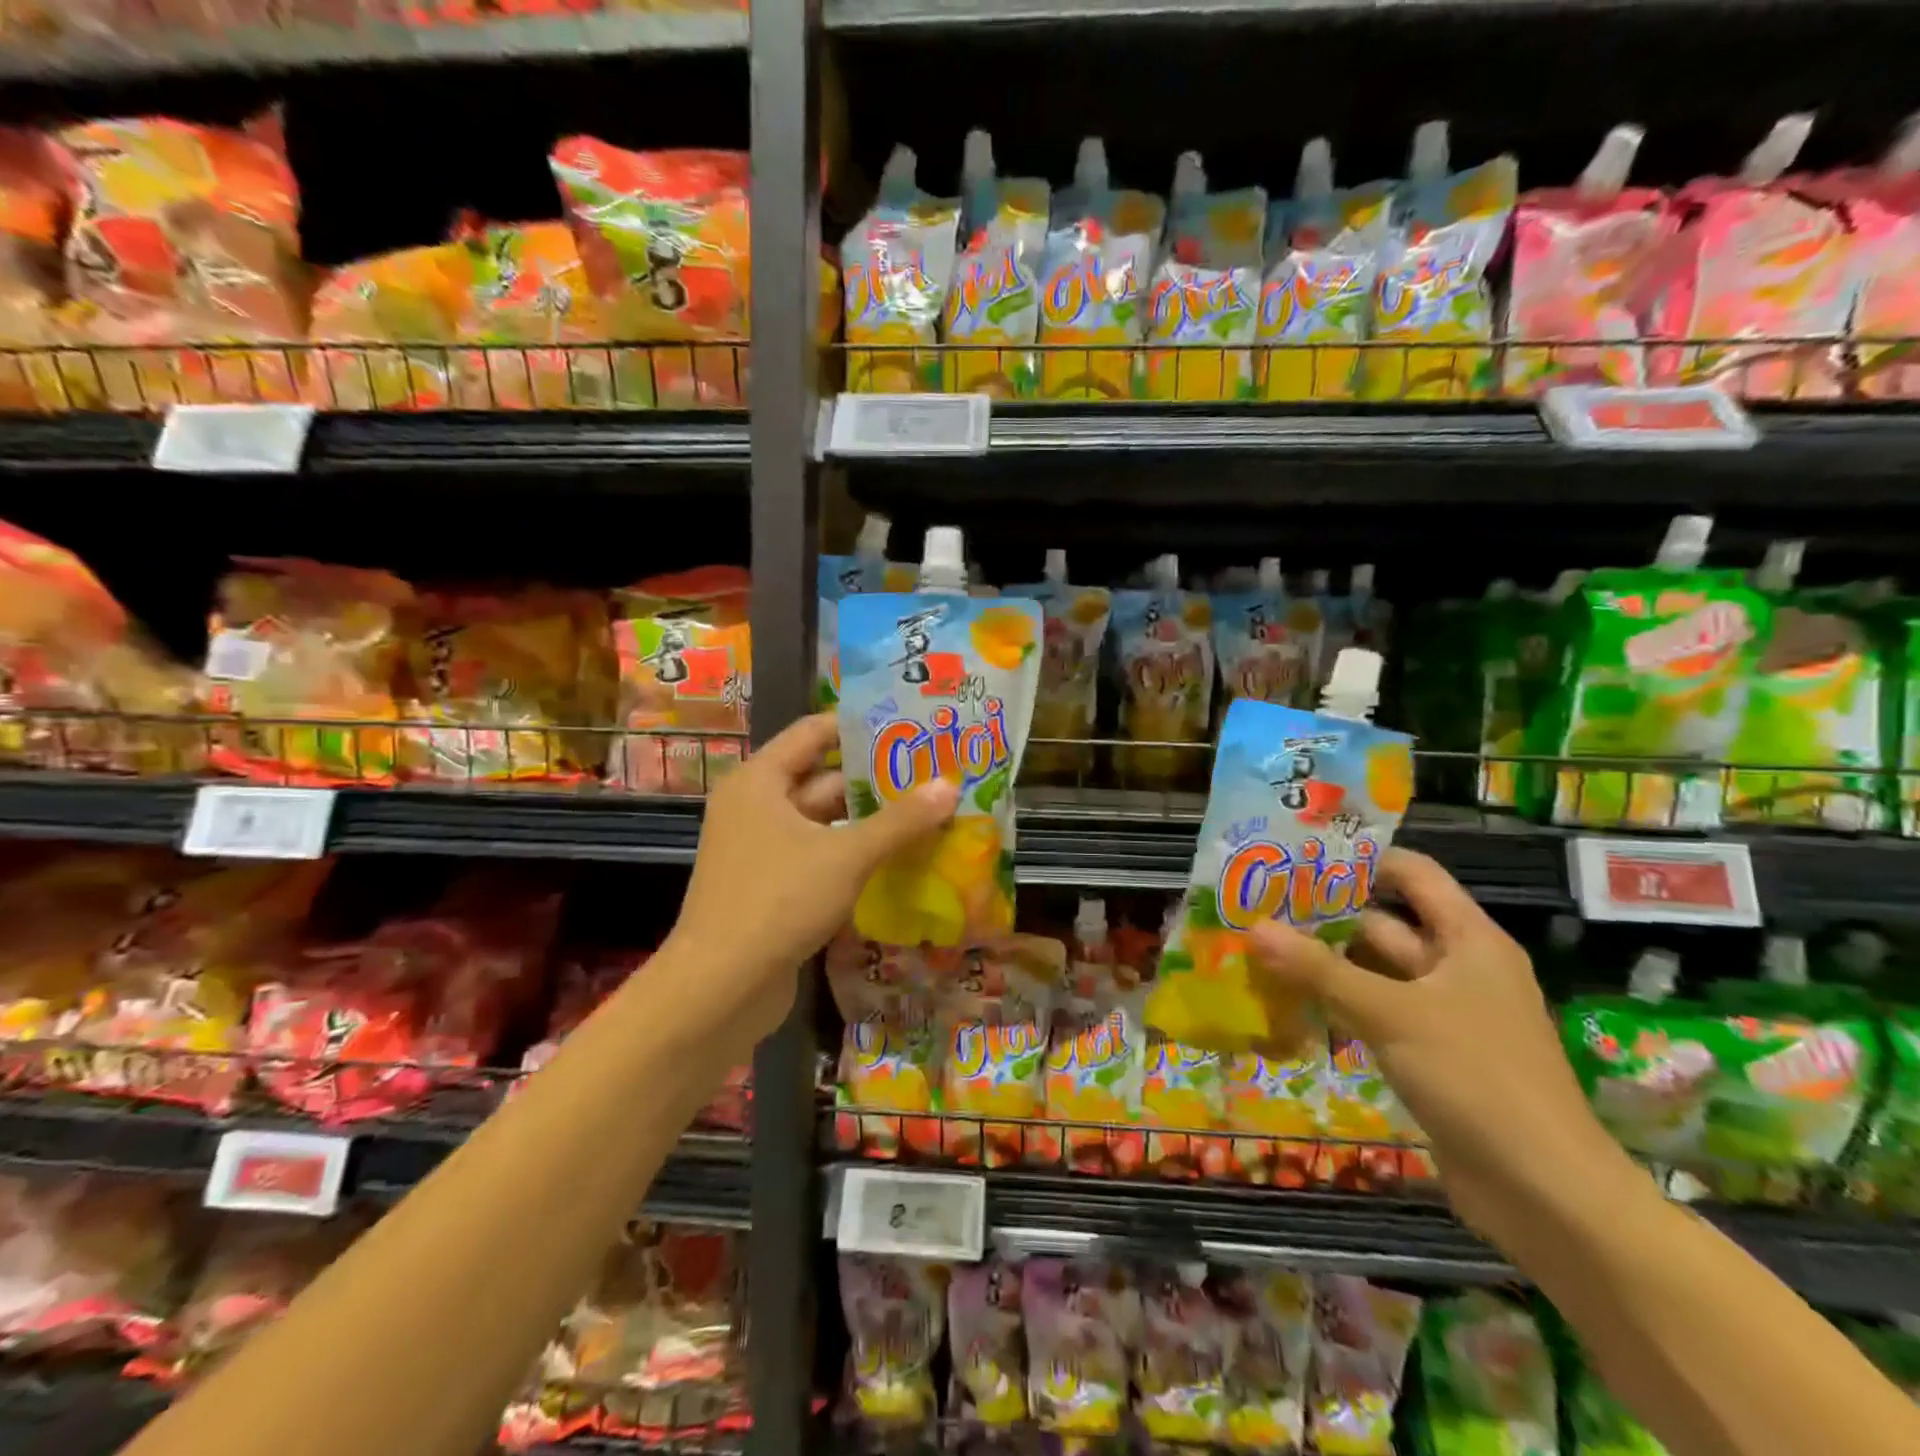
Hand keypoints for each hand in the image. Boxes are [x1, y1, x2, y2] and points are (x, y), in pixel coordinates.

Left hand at [663, 713, 958, 1053]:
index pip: (813, 732)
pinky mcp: (771, 886)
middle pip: (821, 778)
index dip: (859, 726)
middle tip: (930, 773)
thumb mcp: (846, 855)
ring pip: (823, 822)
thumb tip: (950, 786)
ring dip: (867, 821)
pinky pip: (818, 855)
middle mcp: (756, 806)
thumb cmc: (778, 900)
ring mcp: (761, 849)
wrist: (720, 988)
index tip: (907, 726)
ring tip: (925, 812)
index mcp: (760, 781)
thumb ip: (900, 821)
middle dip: (874, 779)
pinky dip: (852, 854)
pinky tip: (897, 857)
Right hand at [1249, 849, 1626, 1240]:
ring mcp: (1442, 1014)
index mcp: (1467, 940)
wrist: (1547, 1198)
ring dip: (1323, 963)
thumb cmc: (1479, 1080)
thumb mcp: (1392, 1015)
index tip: (1297, 856)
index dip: (1360, 859)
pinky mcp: (1428, 1054)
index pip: (1412, 874)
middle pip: (1383, 922)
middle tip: (1258, 903)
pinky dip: (1335, 1004)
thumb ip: (1320, 970)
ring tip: (1258, 946)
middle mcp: (1456, 967)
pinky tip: (1286, 1000)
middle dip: (1324, 914)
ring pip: (1373, 972)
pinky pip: (1374, 1013)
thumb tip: (1253, 928)